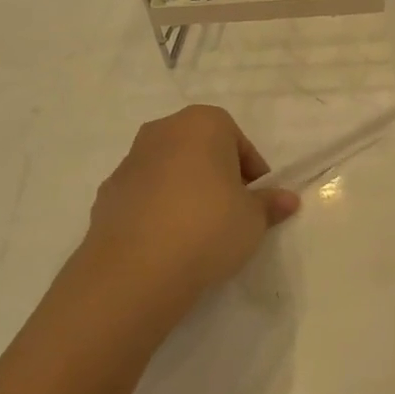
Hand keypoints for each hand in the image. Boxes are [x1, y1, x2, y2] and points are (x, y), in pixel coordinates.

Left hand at [77, 106, 299, 326]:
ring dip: (184, 191)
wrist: (135, 270)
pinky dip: (157, 210)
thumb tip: (288, 200)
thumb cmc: (208, 227)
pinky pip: (143, 196)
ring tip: (197, 232)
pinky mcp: (107, 194)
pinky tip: (167, 242)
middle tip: (230, 212)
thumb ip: (270, 204)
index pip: (237, 141)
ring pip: (169, 171)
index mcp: (202, 123)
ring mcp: (129, 161)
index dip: (251, 172)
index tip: (256, 201)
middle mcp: (163, 131)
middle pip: (200, 150)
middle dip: (216, 176)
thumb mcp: (253, 219)